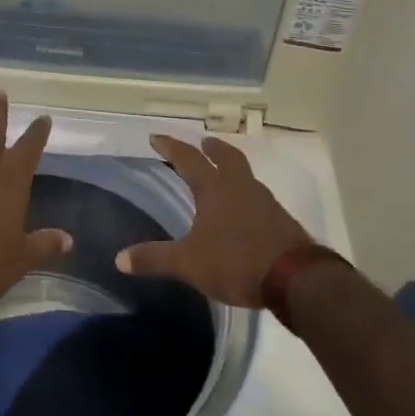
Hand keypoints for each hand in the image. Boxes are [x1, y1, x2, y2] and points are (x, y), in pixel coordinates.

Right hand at [115, 135, 314, 306]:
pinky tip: (242, 210)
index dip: (171, 147)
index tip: (157, 137)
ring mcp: (265, 202)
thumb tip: (119, 259)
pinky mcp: (280, 220)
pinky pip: (258, 197)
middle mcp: (241, 187)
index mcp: (215, 189)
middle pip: (227, 157)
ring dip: (231, 169)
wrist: (295, 278)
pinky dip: (245, 194)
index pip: (188, 160)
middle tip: (203, 143)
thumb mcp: (189, 263)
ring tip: (222, 175)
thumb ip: (155, 258)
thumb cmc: (236, 262)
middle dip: (212, 149)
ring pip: (245, 175)